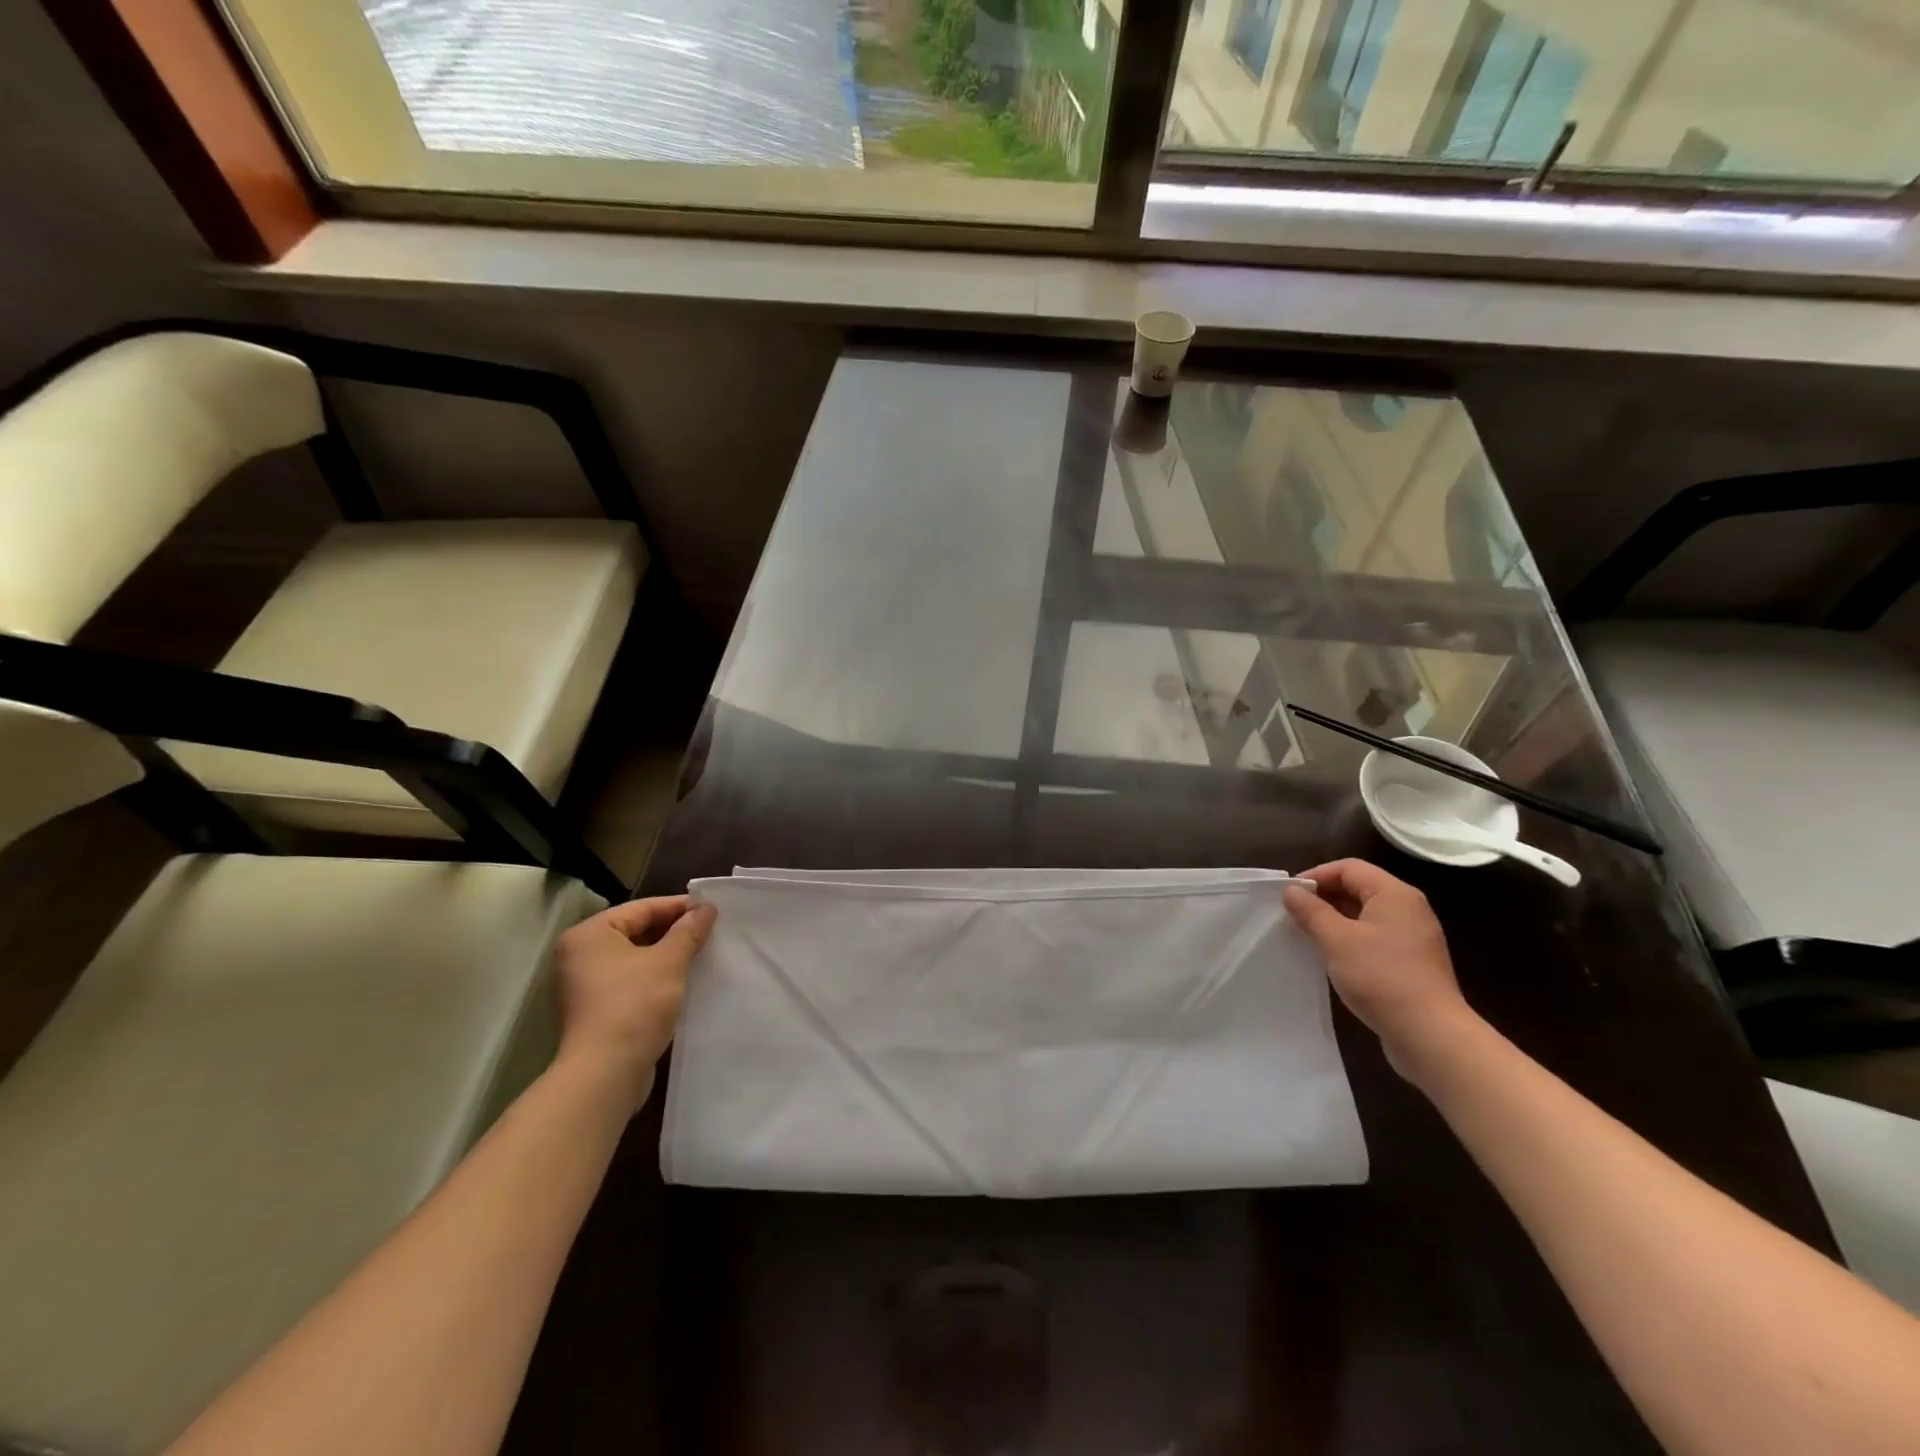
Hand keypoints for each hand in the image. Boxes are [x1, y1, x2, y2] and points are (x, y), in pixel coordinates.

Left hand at [553, 895, 715, 1109]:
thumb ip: (689, 931)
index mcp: (590, 934)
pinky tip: (685, 980)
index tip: (712, 910)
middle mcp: (581, 955)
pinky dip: (657, 976)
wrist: (606, 1074)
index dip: (679, 907)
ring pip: (636, 957)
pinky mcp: (596, 1009)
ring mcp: (586, 984)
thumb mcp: (669, 961)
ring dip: (668, 955)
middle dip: (674, 931)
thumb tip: (706, 908)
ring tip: (703, 953)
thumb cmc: (634, 1005)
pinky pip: (632, 980)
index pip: (642, 908)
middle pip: (636, 931)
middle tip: (710, 930)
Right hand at [1283, 860, 1477, 1079]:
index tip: (1289, 894)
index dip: (1316, 875)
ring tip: (1307, 934)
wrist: (1430, 1035)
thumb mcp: (1337, 940)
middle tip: (1294, 914)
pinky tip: (1332, 956)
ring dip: (1335, 919)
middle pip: (1359, 888)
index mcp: (1395, 894)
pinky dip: (1350, 939)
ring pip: (1365, 914)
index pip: (1349, 868)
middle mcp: (1408, 909)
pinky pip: (1374, 937)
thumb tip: (1291, 891)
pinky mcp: (1412, 962)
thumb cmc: (1381, 977)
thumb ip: (1311, 911)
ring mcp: (1413, 937)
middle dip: (1324, 897)